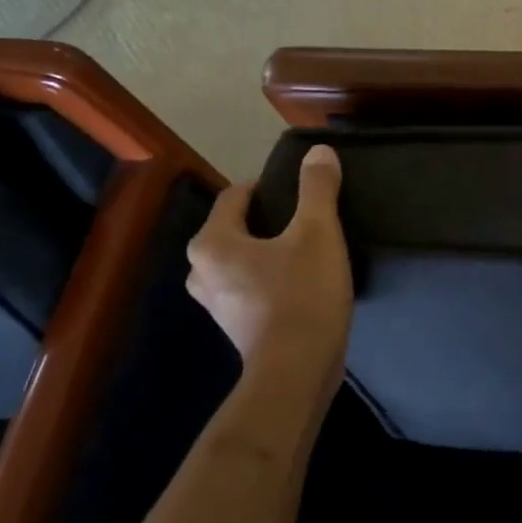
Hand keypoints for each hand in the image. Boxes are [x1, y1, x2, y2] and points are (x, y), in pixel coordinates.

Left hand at [186, 146, 352, 400]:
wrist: (297, 371)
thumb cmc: (302, 294)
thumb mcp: (318, 233)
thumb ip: (317, 189)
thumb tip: (319, 151)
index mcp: (213, 243)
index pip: (236, 196)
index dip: (270, 187)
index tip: (304, 194)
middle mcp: (202, 271)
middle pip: (237, 229)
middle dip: (270, 222)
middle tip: (309, 223)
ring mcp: (217, 304)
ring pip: (244, 261)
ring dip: (271, 253)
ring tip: (308, 253)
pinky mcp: (237, 327)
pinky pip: (252, 288)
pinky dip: (272, 280)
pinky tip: (303, 285)